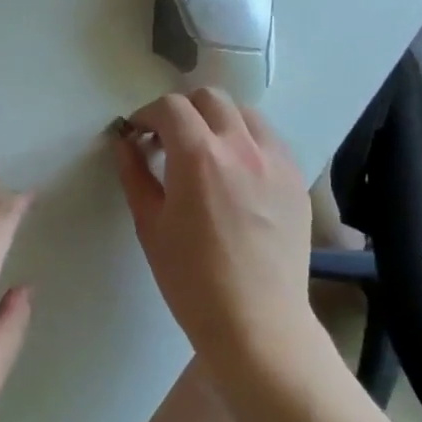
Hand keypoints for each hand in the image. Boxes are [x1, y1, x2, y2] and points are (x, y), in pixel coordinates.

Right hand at [113, 89, 314, 368]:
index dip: (147, 114)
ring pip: (245, 114)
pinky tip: (236, 174)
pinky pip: (269, 141)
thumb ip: (135, 175)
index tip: (137, 134)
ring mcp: (276, 161)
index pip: (171, 107)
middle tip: (167, 140)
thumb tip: (125, 143)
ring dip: (218, 120)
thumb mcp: (150, 225)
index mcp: (199, 156)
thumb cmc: (191, 279)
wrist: (256, 322)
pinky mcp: (296, 180)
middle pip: (210, 98)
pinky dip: (247, 142)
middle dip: (182, 110)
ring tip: (205, 152)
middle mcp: (241, 147)